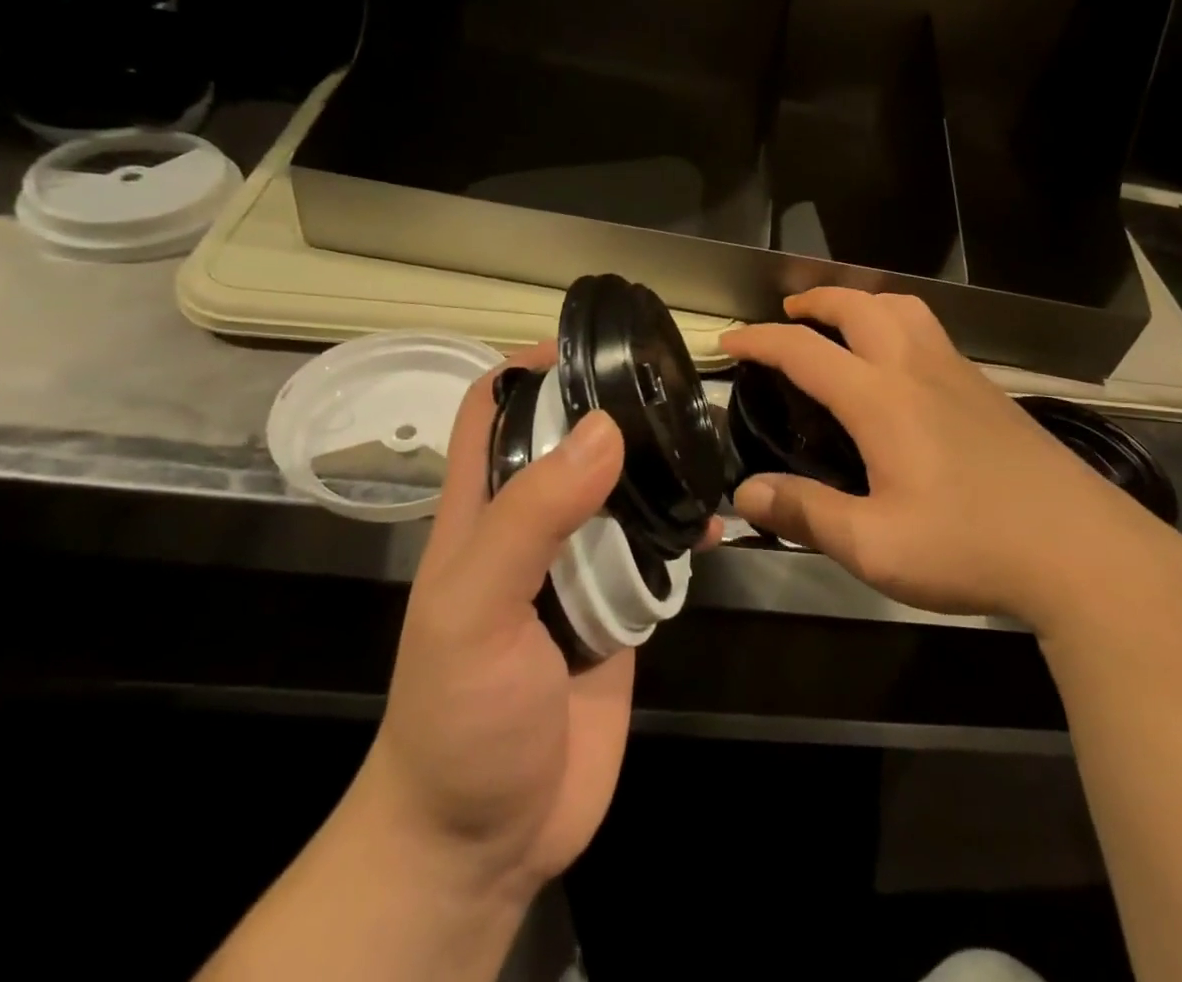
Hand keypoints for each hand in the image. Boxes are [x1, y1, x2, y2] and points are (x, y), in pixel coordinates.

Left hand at [353, 342, 717, 903]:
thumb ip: (533, 517)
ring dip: (658, 466)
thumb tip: (606, 429)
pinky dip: (686, 527)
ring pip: (622, 491)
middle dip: (613, 407)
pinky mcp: (621, 604)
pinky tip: (719, 520)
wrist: (490, 838)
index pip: (494, 412)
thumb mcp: (476, 610)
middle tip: (671, 383)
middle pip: (572, 441)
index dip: (529, 368)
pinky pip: (657, 549)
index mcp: (482, 511)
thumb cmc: (462, 717)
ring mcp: (580, 566)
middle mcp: (533, 526)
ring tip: (706, 437)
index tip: (588, 343)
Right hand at [722, 290, 1181, 632]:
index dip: (759, 340)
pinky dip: (896, 321)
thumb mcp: (875, 546)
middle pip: (859, 305)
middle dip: (814, 300)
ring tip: (841, 323)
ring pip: (903, 307)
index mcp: (882, 399)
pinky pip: (930, 330)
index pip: (804, 351)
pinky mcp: (987, 388)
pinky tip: (898, 363)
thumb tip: (745, 494)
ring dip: (862, 301)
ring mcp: (958, 372)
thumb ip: (807, 514)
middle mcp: (917, 368)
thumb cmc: (970, 547)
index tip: (728, 341)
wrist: (1079, 548)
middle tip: (786, 316)